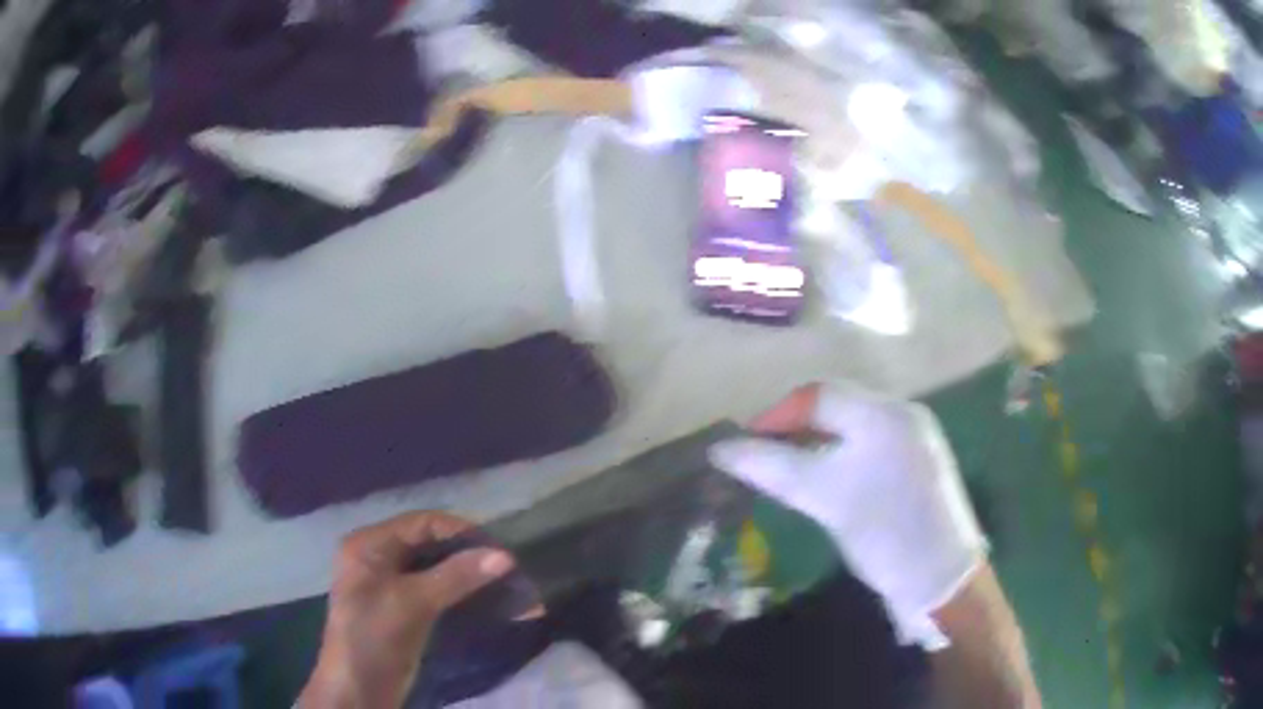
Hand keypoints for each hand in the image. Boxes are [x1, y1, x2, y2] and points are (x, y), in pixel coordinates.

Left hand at [299, 512, 514, 708]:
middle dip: (468, 555)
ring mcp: (389, 585)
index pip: (422, 523)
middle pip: (429, 544)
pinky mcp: (402, 610)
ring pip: (436, 569)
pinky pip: (436, 591)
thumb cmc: (375, 636)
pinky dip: (461, 594)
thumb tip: (504, 556)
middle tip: (507, 568)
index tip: (500, 550)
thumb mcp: (412, 603)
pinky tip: (488, 601)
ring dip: (469, 576)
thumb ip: (456, 576)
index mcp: (369, 544)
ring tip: (506, 585)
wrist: (358, 689)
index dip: (461, 532)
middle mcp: (378, 557)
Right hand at [709, 383, 987, 648]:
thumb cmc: (886, 534)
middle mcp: (904, 415)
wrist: (942, 581)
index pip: (819, 394)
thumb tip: (720, 449)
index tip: (744, 445)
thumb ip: (772, 468)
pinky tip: (826, 481)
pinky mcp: (918, 464)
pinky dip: (839, 457)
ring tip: (787, 470)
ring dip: (815, 442)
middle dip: (795, 427)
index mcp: (886, 413)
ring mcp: (915, 439)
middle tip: (763, 457)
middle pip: (837, 406)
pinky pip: (869, 446)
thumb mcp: (826, 499)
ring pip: (852, 427)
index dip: (776, 415)